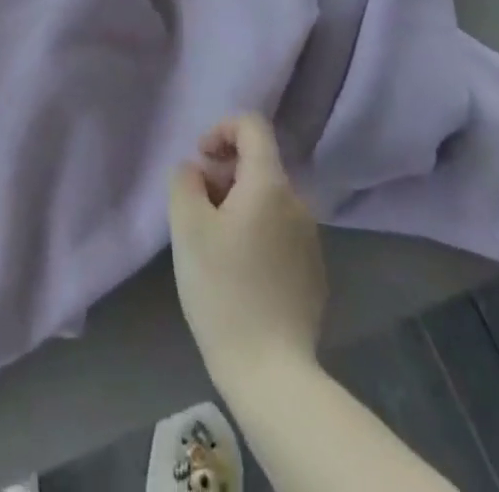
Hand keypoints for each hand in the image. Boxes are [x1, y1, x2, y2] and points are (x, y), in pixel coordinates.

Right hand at [168, 114, 325, 389]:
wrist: (272, 373)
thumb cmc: (223, 290)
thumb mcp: (187, 227)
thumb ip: (185, 181)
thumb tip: (196, 170)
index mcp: (270, 184)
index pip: (252, 125)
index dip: (221, 129)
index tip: (200, 161)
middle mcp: (297, 202)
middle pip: (258, 163)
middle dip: (223, 173)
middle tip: (197, 209)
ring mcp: (310, 238)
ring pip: (267, 198)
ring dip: (237, 203)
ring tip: (214, 243)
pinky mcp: (313, 270)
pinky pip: (279, 229)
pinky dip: (255, 231)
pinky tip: (239, 270)